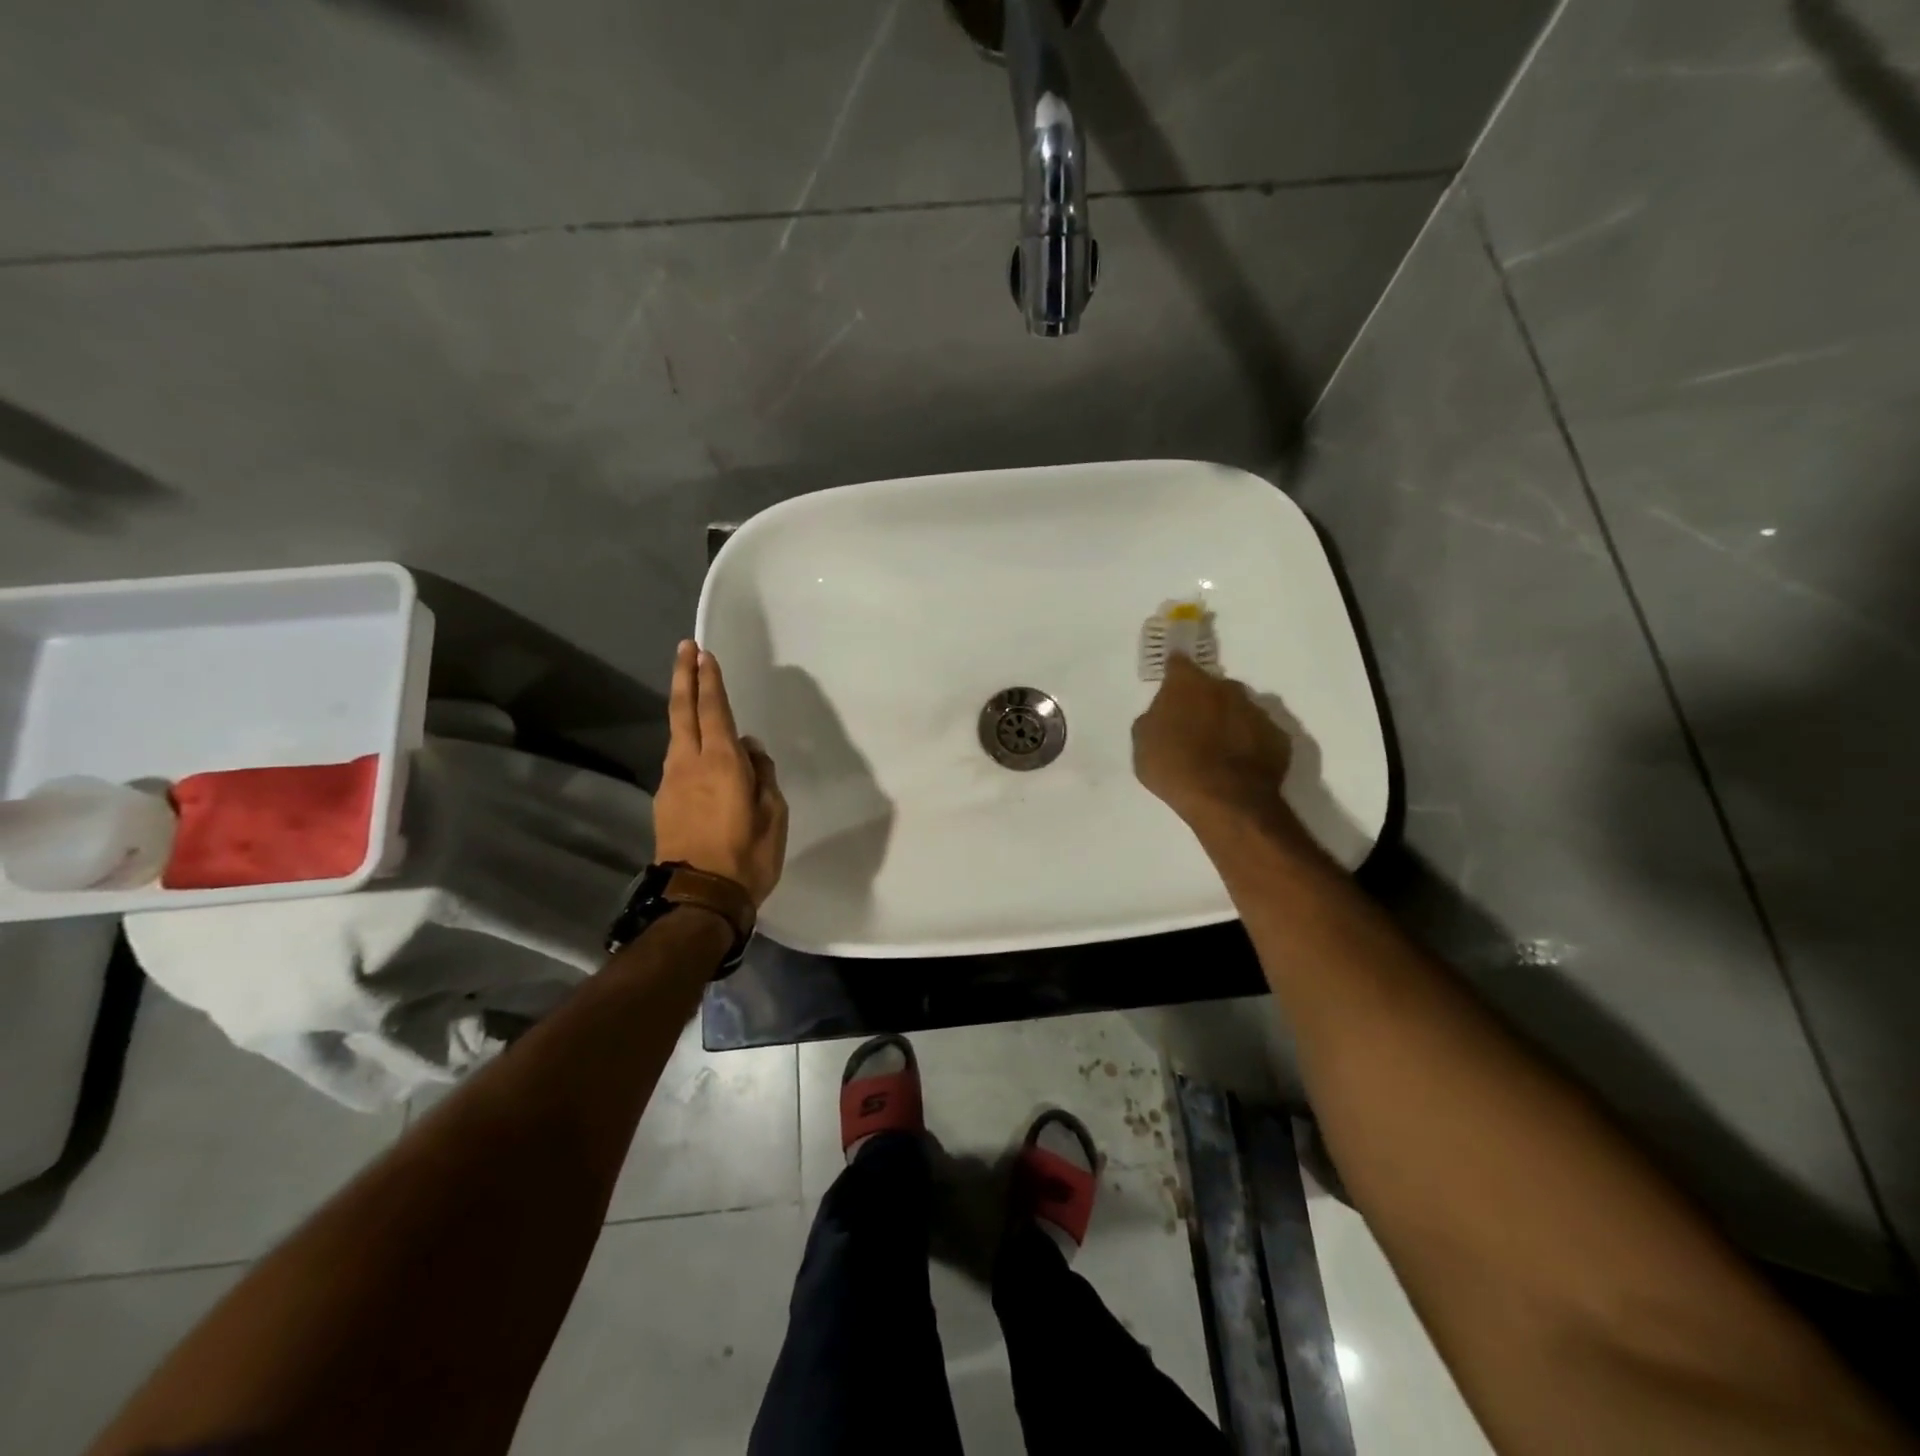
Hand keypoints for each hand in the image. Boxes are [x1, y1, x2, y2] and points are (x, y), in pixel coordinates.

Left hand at [653, 641, 789, 906]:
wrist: (699, 899)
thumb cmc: (747, 856)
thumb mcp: (774, 814)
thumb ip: (763, 774)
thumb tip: (750, 749)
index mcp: (722, 763)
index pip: (714, 711)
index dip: (709, 681)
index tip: (704, 653)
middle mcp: (690, 764)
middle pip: (683, 712)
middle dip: (685, 677)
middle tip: (685, 649)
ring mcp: (672, 782)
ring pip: (677, 736)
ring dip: (684, 709)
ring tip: (694, 693)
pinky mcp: (664, 801)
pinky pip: (678, 760)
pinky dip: (687, 743)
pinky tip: (699, 749)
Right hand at [1132, 653, 1294, 829]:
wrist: (1226, 801)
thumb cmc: (1175, 768)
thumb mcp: (1143, 744)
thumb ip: (1152, 719)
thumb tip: (1162, 713)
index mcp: (1188, 684)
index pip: (1178, 663)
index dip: (1173, 673)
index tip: (1170, 685)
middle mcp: (1227, 688)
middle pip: (1213, 686)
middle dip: (1204, 700)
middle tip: (1193, 726)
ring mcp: (1257, 711)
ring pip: (1239, 708)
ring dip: (1228, 721)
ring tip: (1219, 749)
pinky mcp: (1279, 737)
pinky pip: (1259, 733)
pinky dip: (1250, 742)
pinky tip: (1239, 764)